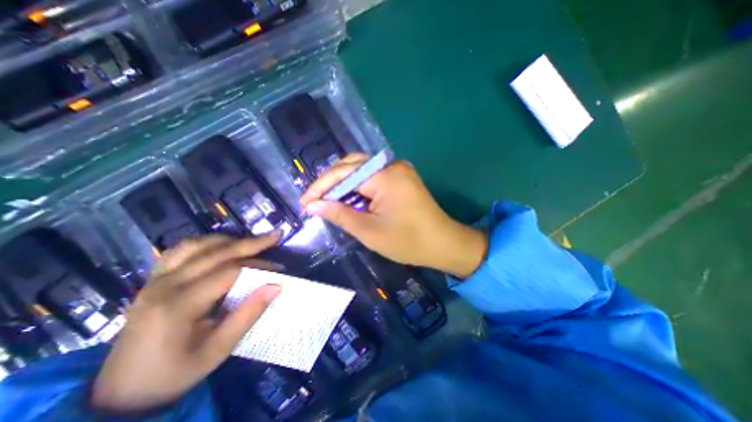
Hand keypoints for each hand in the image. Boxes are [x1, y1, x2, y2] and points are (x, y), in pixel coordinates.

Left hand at [91, 234, 283, 415]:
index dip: (259, 265)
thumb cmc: (173, 374)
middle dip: (250, 243)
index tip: (279, 269)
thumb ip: (248, 315)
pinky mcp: (153, 280)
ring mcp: (155, 280)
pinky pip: (181, 250)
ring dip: (229, 240)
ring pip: (197, 245)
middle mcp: (165, 285)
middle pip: (215, 252)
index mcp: (178, 305)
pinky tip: (221, 246)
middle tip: (275, 236)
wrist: (118, 394)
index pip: (229, 271)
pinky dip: (206, 243)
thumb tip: (276, 286)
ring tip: (251, 241)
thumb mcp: (217, 350)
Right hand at [299, 153, 487, 278]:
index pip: (343, 174)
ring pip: (362, 169)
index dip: (321, 188)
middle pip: (352, 165)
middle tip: (316, 201)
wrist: (443, 244)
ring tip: (329, 201)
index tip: (305, 203)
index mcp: (384, 176)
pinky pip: (374, 176)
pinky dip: (359, 186)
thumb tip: (314, 205)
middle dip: (331, 183)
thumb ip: (340, 214)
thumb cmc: (407, 241)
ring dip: (344, 184)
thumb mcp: (369, 231)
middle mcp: (392, 165)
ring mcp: (399, 169)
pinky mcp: (402, 177)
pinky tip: (350, 198)